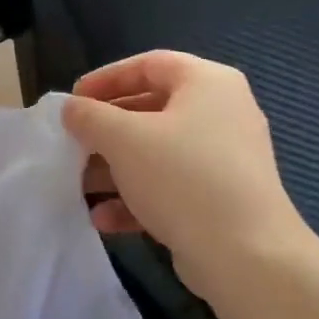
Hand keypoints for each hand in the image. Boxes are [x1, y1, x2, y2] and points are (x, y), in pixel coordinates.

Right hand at [64, 52, 309, 300]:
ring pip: (158, 153)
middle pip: (152, 110)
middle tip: (74, 144)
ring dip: (116, 168)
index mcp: (208, 83)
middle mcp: (222, 113)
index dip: (106, 79)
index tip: (73, 101)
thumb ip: (90, 117)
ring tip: (80, 186)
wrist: (246, 254)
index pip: (149, 65)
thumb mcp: (124, 139)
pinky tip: (105, 218)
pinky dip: (138, 197)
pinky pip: (171, 186)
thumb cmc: (183, 177)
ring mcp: (224, 159)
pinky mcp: (221, 198)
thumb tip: (71, 108)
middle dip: (106, 131)